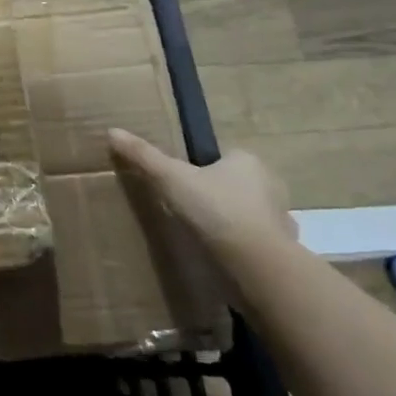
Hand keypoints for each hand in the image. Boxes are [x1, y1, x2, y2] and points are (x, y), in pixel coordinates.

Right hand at [107, 128, 294, 254]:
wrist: (257, 264)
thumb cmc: (215, 210)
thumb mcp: (170, 178)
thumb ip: (143, 156)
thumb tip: (112, 131)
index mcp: (248, 160)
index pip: (224, 156)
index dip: (202, 167)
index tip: (183, 182)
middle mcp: (270, 184)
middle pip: (237, 183)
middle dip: (218, 193)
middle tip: (189, 207)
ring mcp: (281, 218)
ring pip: (250, 213)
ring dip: (232, 221)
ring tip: (204, 234)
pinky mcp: (283, 249)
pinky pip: (258, 241)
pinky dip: (242, 246)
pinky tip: (223, 255)